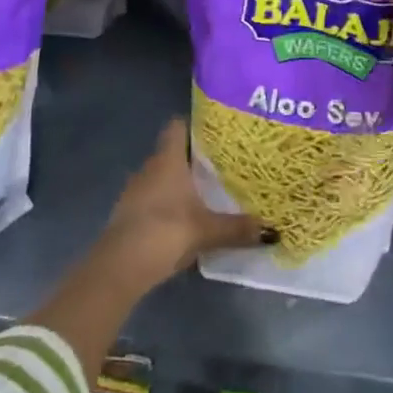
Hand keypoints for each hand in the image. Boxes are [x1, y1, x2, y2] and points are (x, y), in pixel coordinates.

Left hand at [98, 119, 270, 289]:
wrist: (119, 268)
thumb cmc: (165, 231)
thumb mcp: (207, 230)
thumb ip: (238, 228)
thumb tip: (273, 230)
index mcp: (167, 159)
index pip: (177, 125)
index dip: (195, 124)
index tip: (216, 131)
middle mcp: (150, 167)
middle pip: (172, 151)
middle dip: (194, 157)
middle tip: (222, 163)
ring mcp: (135, 191)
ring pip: (161, 176)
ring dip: (179, 182)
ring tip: (207, 190)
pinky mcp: (128, 214)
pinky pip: (153, 198)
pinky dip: (168, 203)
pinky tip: (185, 217)